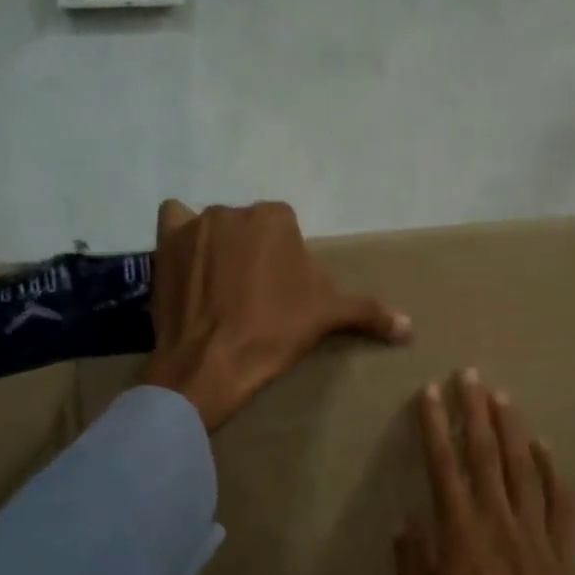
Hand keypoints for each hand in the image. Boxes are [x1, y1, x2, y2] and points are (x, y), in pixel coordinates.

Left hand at [138, 198, 410, 430]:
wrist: (211, 363)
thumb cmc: (274, 332)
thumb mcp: (326, 317)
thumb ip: (369, 312)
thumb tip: (410, 327)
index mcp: (276, 217)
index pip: (285, 227)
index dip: (286, 258)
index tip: (282, 290)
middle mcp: (234, 210)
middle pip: (249, 226)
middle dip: (253, 251)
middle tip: (253, 292)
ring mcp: (195, 224)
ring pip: (214, 226)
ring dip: (219, 245)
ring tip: (220, 286)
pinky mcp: (164, 243)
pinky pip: (174, 221)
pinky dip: (181, 234)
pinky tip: (188, 260)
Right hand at [394, 371, 574, 574]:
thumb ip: (414, 568)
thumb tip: (406, 522)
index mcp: (461, 536)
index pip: (444, 468)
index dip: (435, 428)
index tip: (430, 392)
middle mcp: (498, 523)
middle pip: (485, 456)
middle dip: (475, 412)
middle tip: (470, 375)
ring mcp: (534, 536)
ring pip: (523, 470)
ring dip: (512, 430)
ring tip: (502, 397)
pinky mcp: (561, 554)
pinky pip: (559, 504)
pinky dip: (553, 473)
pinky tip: (546, 448)